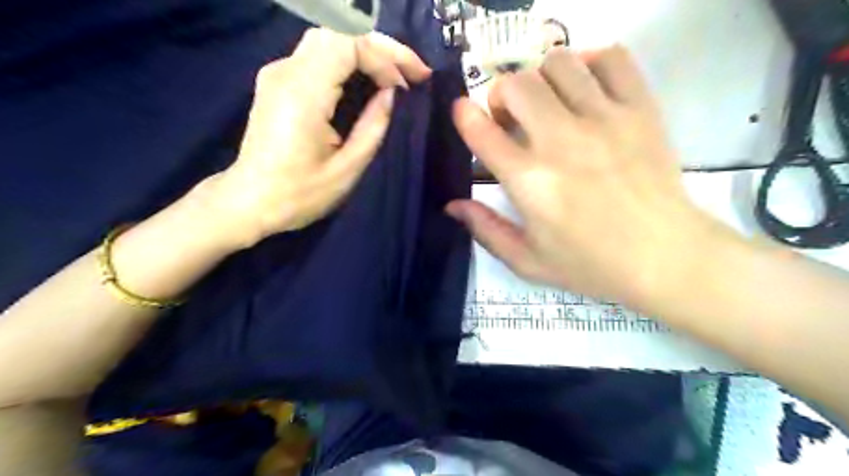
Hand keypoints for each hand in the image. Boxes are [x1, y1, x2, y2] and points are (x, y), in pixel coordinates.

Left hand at [207, 28, 431, 248]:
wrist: (250, 201)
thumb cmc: (299, 194)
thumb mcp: (347, 169)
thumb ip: (373, 127)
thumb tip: (390, 95)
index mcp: (303, 95)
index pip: (347, 47)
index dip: (385, 59)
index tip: (408, 85)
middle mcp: (285, 73)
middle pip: (337, 37)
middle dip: (379, 51)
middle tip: (410, 73)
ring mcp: (276, 75)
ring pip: (327, 42)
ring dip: (364, 55)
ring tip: (393, 77)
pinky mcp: (276, 83)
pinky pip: (316, 58)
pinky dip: (346, 64)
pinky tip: (365, 82)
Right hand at [447, 44, 733, 307]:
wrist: (665, 257)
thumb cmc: (591, 264)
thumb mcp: (528, 261)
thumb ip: (486, 230)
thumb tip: (452, 205)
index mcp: (529, 182)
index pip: (482, 131)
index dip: (465, 116)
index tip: (464, 114)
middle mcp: (561, 141)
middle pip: (517, 85)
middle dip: (503, 95)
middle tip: (512, 119)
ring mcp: (604, 120)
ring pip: (558, 63)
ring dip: (541, 79)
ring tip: (549, 103)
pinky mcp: (640, 109)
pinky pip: (611, 58)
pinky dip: (591, 62)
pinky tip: (586, 88)